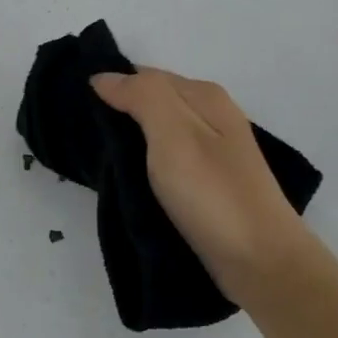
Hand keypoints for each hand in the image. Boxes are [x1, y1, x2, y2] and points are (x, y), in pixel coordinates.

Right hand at [92, 68, 313, 312]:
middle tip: (80, 134)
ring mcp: (213, 151)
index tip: (75, 107)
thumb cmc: (213, 195)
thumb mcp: (174, 134)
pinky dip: (145, 164)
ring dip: (130, 140)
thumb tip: (104, 77)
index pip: (144, 75)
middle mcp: (212, 115)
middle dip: (118, 112)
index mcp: (204, 96)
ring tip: (97, 158)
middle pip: (153, 102)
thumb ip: (142, 97)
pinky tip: (129, 179)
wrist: (262, 263)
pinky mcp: (210, 183)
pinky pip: (166, 160)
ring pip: (158, 132)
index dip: (111, 86)